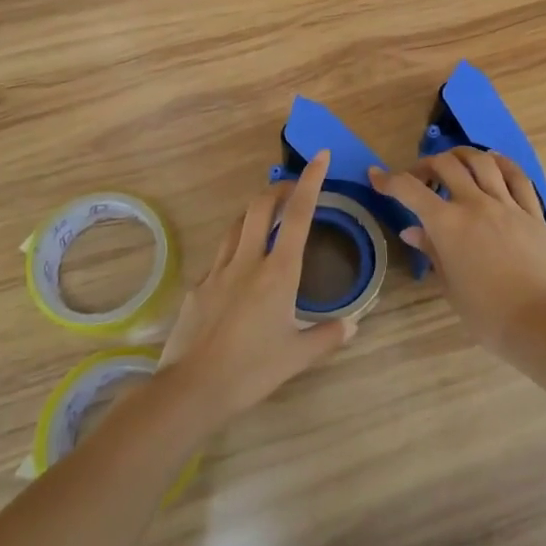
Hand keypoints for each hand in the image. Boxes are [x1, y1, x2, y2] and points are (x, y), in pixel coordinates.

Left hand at [160, 152, 356, 428]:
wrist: (192, 389)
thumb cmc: (252, 371)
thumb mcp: (297, 357)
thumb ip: (328, 336)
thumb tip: (352, 325)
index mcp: (278, 273)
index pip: (298, 216)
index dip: (311, 182)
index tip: (320, 156)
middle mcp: (248, 262)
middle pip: (260, 207)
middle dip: (278, 189)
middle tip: (292, 189)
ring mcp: (218, 271)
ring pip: (236, 225)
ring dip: (254, 213)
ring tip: (267, 217)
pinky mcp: (198, 287)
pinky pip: (219, 256)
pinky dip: (234, 247)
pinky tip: (238, 267)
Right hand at [371, 148, 545, 354]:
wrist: (538, 320)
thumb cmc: (485, 312)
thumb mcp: (449, 285)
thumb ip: (431, 251)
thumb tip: (412, 231)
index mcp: (447, 224)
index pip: (410, 190)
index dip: (388, 179)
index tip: (376, 175)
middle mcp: (475, 204)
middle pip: (446, 164)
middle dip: (426, 164)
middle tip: (420, 178)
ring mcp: (507, 204)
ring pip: (482, 161)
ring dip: (462, 155)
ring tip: (454, 162)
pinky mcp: (532, 211)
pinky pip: (517, 176)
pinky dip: (501, 163)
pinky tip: (493, 162)